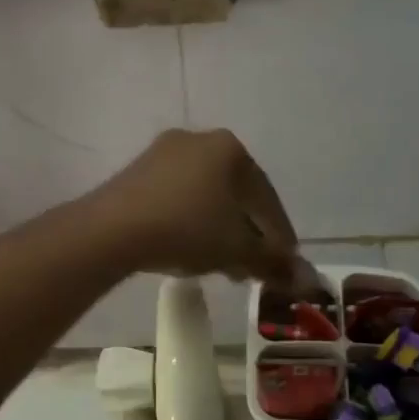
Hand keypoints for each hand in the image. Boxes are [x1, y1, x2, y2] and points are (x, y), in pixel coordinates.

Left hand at [87, 129, 300, 284]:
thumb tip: (306, 280)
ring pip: (204, 196)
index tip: (284, 263)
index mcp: (230, 149)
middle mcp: (198, 140)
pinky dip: (189, 221)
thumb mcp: (236, 250)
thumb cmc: (186, 230)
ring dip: (218, 229)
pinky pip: (176, 197)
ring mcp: (162, 153)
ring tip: (222, 264)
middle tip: (252, 267)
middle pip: (235, 194)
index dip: (279, 234)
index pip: (266, 197)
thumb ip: (272, 263)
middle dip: (247, 232)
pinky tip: (188, 247)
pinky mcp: (135, 171)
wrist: (112, 229)